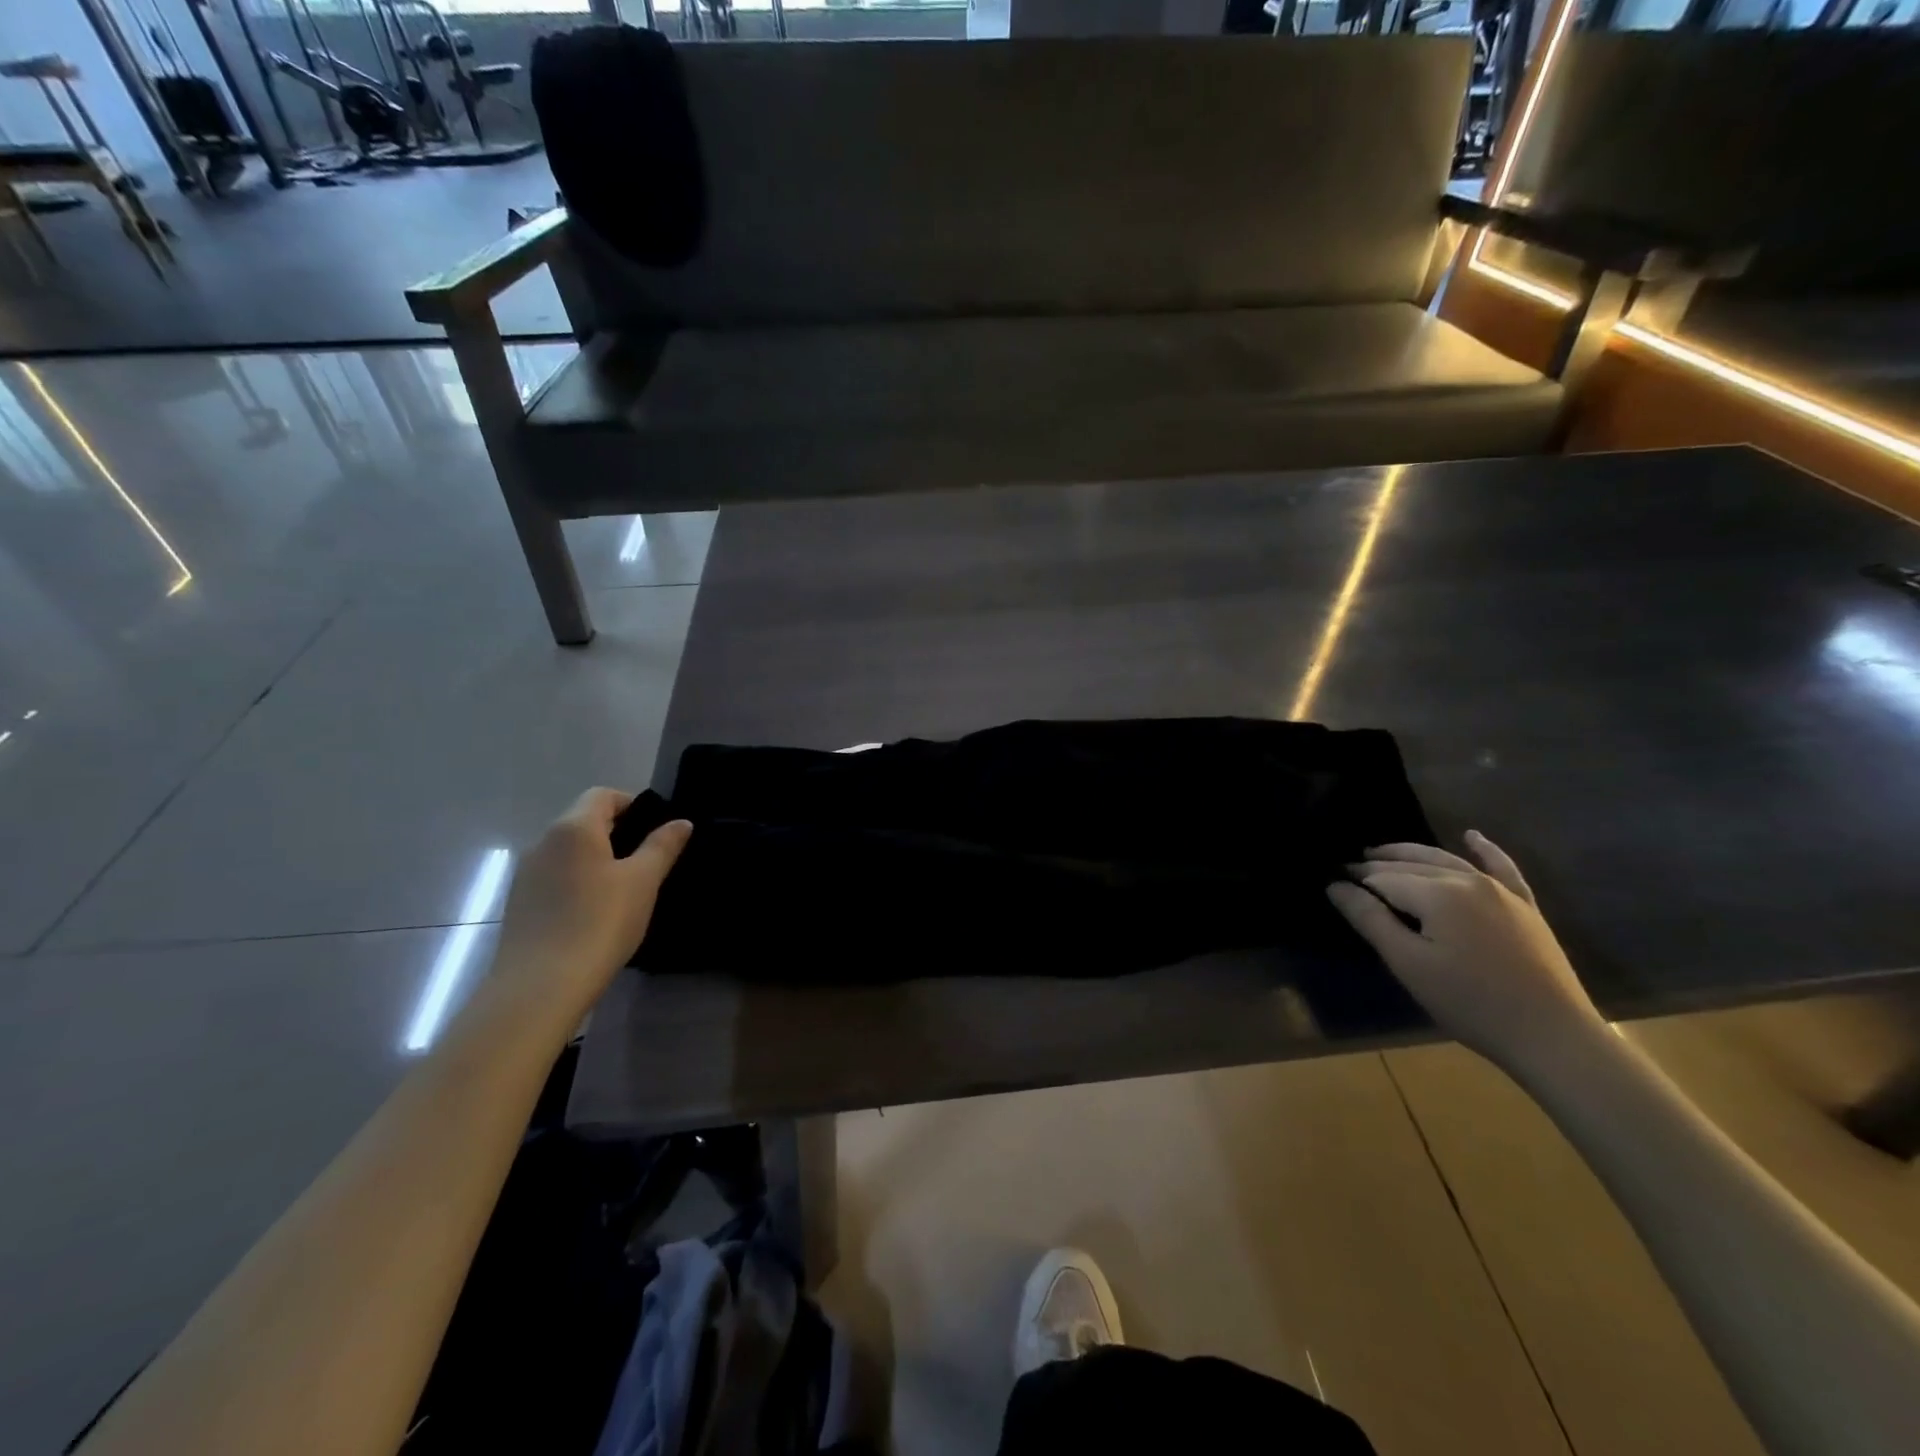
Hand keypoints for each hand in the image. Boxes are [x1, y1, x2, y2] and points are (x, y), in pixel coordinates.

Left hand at [487, 789, 690, 1026]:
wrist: (540, 987)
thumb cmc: (600, 923)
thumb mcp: (643, 881)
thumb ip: (662, 846)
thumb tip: (681, 822)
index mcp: (573, 828)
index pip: (603, 795)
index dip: (633, 805)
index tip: (657, 832)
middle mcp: (543, 842)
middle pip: (584, 822)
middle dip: (617, 834)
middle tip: (647, 864)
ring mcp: (525, 874)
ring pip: (568, 852)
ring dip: (596, 860)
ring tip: (624, 892)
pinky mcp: (518, 905)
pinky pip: (555, 878)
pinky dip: (577, 883)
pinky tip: (594, 914)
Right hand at [1327, 832, 1604, 1077]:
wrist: (1552, 1036)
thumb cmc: (1470, 1002)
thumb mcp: (1409, 963)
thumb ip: (1371, 919)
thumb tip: (1336, 886)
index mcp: (1438, 893)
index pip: (1384, 878)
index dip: (1357, 881)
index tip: (1333, 884)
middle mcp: (1469, 880)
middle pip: (1412, 864)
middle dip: (1378, 865)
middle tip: (1349, 868)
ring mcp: (1501, 891)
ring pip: (1447, 860)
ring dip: (1412, 854)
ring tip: (1382, 853)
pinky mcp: (1525, 907)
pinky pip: (1502, 867)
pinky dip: (1484, 849)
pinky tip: (1471, 836)